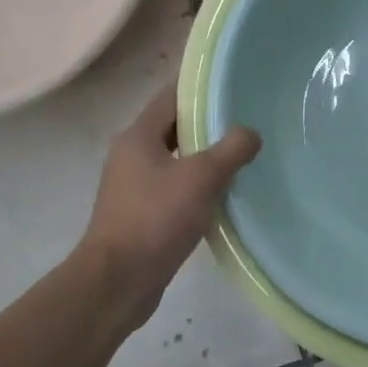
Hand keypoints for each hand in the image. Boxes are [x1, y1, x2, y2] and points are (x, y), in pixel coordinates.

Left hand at [80, 85, 260, 328]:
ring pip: (174, 160)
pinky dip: (195, 186)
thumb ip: (231, 150)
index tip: (232, 85)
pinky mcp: (140, 215)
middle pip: (172, 128)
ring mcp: (132, 187)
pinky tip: (222, 196)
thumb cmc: (155, 219)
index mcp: (137, 137)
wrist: (118, 281)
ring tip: (241, 157)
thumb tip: (250, 133)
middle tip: (245, 122)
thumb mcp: (201, 178)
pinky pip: (172, 189)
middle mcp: (130, 156)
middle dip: (206, 125)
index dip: (199, 89)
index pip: (169, 97)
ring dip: (203, 158)